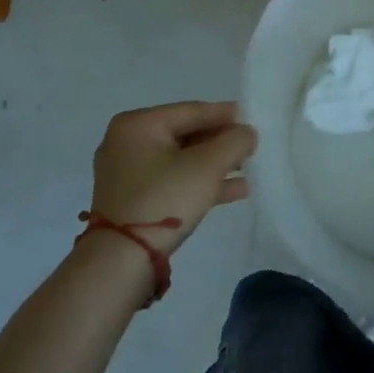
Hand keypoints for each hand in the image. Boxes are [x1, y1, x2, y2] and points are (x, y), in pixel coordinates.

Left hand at [88, 101, 256, 256]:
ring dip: (215, 164)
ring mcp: (127, 173)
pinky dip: (200, 182)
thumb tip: (247, 133)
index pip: (192, 111)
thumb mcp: (208, 165)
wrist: (121, 261)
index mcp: (138, 124)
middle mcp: (127, 142)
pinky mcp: (131, 200)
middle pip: (186, 135)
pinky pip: (172, 180)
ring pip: (181, 160)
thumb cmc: (164, 198)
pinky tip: (235, 190)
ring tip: (248, 168)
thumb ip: (234, 141)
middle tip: (250, 145)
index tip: (252, 118)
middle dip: (221, 142)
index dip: (226, 114)